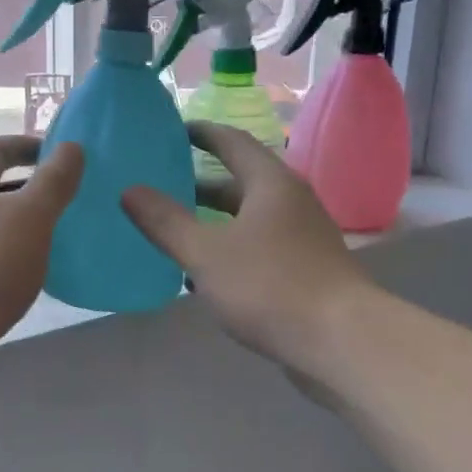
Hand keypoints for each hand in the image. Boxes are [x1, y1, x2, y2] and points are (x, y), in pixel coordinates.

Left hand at [0, 135, 83, 410]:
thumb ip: (53, 182)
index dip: (22, 145)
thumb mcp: (28, 217)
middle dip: (30, 193)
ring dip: (27, 235)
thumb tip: (71, 145)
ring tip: (67, 244)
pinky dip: (19, 272)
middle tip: (73, 202)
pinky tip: (42, 287)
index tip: (58, 153)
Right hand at [121, 123, 372, 374]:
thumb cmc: (269, 286)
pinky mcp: (307, 270)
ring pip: (250, 219)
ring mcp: (303, 237)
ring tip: (175, 229)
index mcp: (270, 184)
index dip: (202, 133)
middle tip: (162, 185)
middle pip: (242, 182)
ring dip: (214, 221)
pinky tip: (204, 275)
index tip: (173, 130)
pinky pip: (260, 248)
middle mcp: (291, 202)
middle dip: (201, 184)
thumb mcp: (206, 253)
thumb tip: (129, 190)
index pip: (232, 142)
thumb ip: (165, 221)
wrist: (341, 341)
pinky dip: (231, 250)